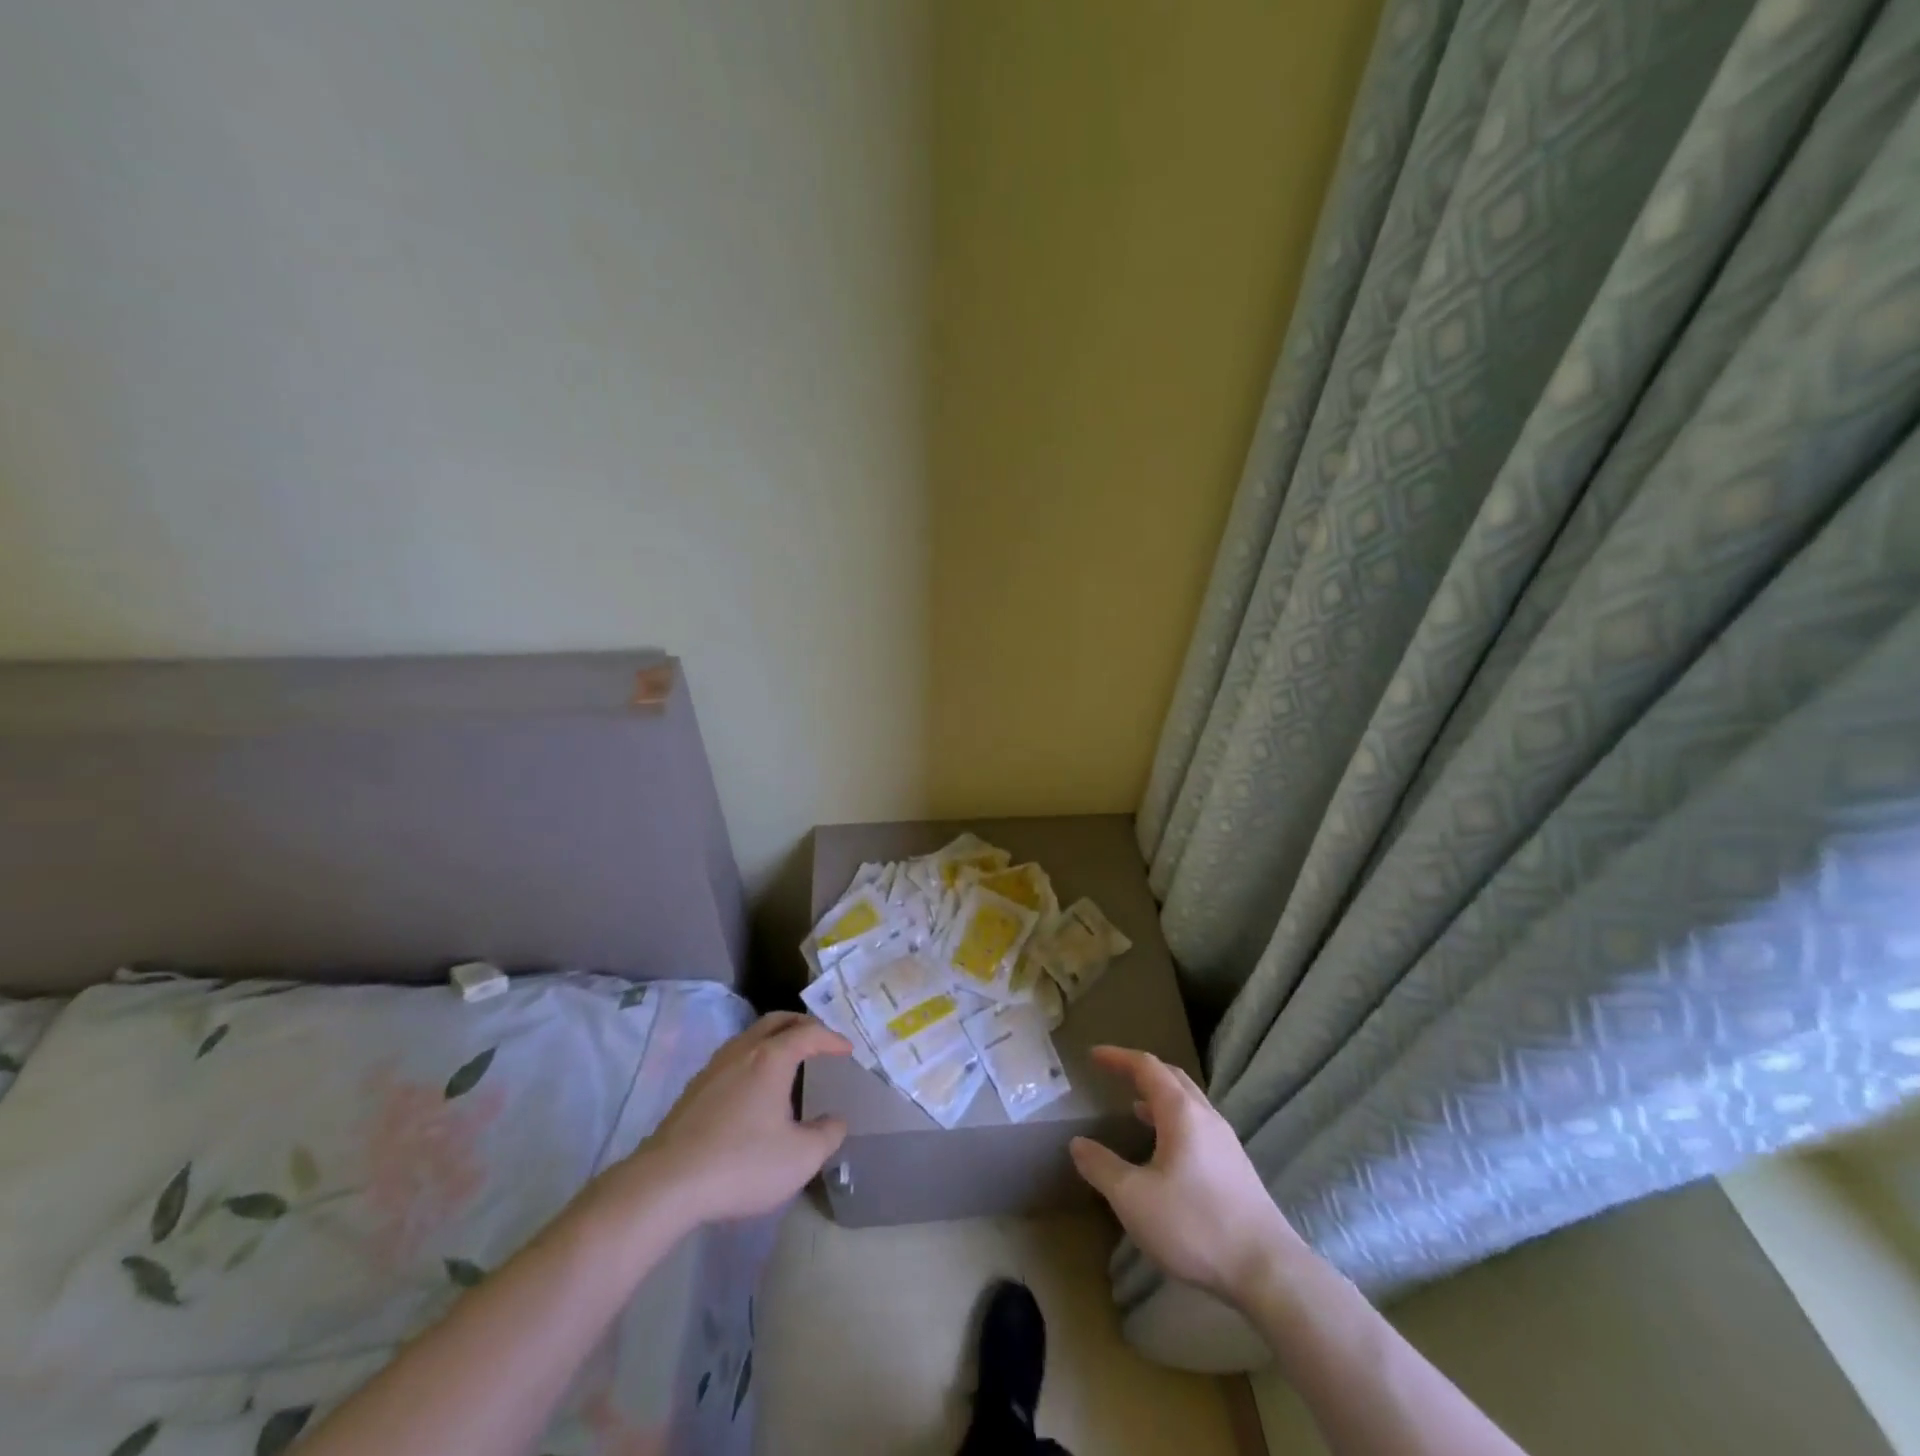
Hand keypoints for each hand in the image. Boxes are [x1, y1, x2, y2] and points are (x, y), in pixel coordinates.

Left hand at [621, 1012, 851, 1224]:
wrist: (666, 1184)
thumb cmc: (741, 1163)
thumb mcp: (800, 1158)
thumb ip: (827, 1135)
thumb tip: (835, 1120)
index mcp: (771, 1058)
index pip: (808, 1033)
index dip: (832, 1038)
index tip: (847, 1049)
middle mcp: (742, 1052)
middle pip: (776, 1021)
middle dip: (801, 1024)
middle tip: (819, 1039)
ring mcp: (713, 1068)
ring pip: (749, 1037)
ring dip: (774, 1039)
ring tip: (788, 1059)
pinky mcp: (694, 1090)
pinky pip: (732, 1058)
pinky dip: (753, 1058)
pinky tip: (753, 1087)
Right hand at [1070, 1045, 1303, 1300]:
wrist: (1267, 1271)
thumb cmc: (1195, 1225)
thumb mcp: (1134, 1199)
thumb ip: (1102, 1167)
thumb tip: (1078, 1143)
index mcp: (1181, 1112)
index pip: (1147, 1067)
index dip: (1118, 1057)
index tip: (1094, 1055)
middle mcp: (1206, 1117)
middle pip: (1172, 1078)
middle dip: (1142, 1070)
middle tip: (1115, 1073)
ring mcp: (1226, 1142)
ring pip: (1189, 1103)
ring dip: (1160, 1097)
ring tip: (1135, 1107)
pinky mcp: (1236, 1168)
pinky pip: (1198, 1126)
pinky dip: (1175, 1121)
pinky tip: (1166, 1150)